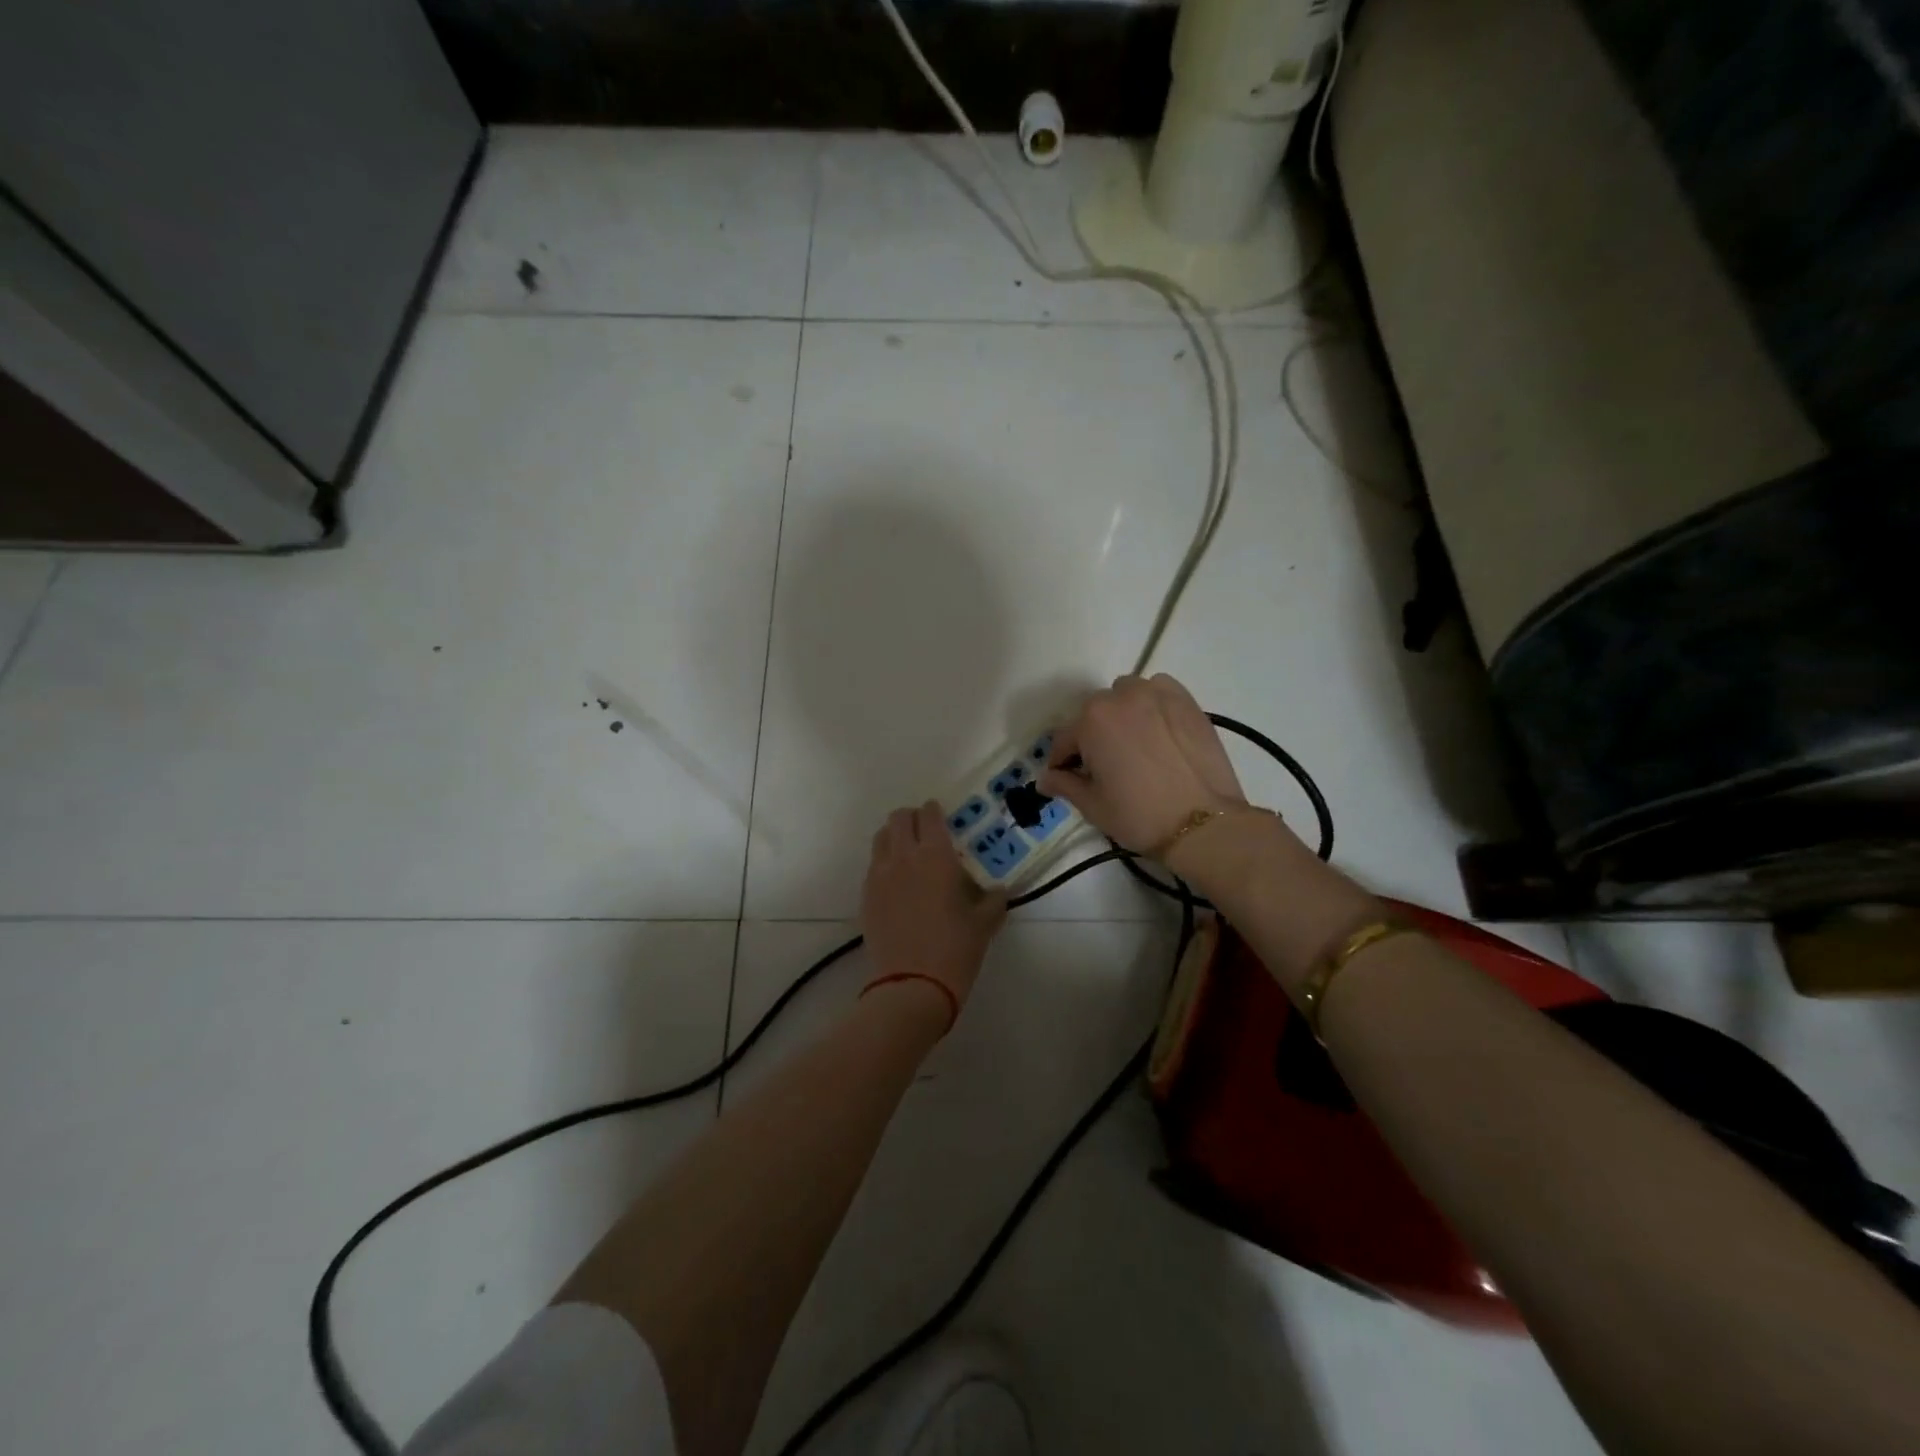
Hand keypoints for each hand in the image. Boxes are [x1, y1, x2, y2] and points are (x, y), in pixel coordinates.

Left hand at [861, 802, 1008, 1016]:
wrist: (912, 986)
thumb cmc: (955, 949)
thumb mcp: (984, 924)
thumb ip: (993, 900)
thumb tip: (997, 891)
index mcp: (935, 856)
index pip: (930, 816)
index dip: (935, 811)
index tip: (942, 816)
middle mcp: (903, 857)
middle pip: (899, 819)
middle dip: (912, 818)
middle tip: (925, 832)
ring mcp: (879, 875)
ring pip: (881, 838)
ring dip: (894, 836)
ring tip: (908, 852)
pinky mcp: (865, 896)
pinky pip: (873, 866)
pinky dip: (884, 862)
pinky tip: (897, 882)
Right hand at [1038, 674, 1246, 854]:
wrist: (1204, 823)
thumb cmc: (1140, 816)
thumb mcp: (1093, 806)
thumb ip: (1065, 785)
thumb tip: (1045, 779)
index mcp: (1091, 720)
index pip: (1064, 739)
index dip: (1062, 762)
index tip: (1066, 779)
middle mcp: (1121, 697)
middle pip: (1094, 713)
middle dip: (1092, 736)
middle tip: (1103, 767)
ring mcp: (1157, 694)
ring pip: (1126, 695)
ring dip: (1121, 714)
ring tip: (1132, 744)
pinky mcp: (1187, 700)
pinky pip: (1158, 691)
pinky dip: (1151, 703)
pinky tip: (1157, 729)